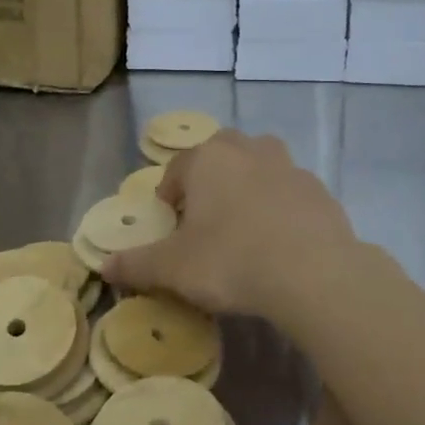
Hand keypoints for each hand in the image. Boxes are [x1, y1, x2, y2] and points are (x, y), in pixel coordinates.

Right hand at [102, 130, 360, 321]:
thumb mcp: (174, 268)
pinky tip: (280, 239)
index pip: (179, 167)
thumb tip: (105, 266)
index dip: (169, 192)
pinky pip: (291, 191)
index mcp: (209, 160)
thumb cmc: (231, 261)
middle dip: (211, 176)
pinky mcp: (320, 190)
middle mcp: (249, 150)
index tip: (170, 220)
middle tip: (206, 215)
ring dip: (249, 183)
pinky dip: (281, 205)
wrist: (313, 273)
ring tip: (244, 222)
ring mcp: (290, 167)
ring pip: (261, 163)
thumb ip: (137, 264)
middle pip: (222, 152)